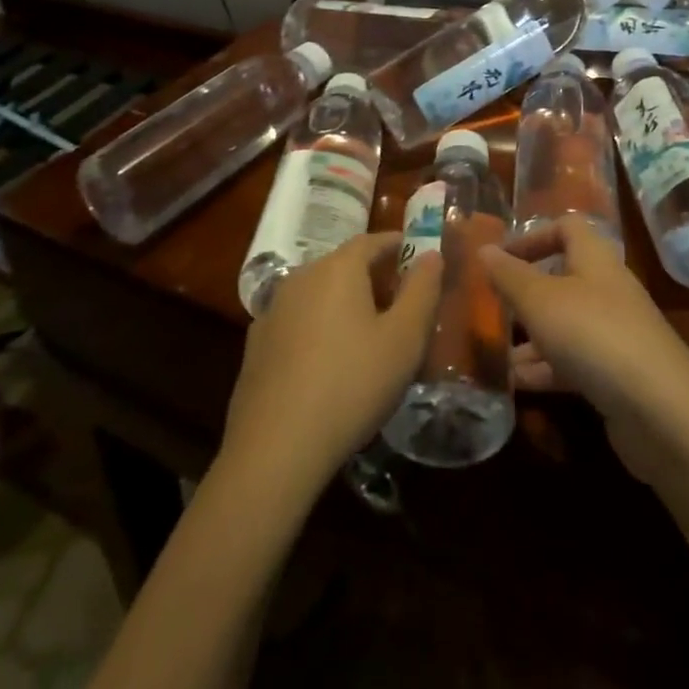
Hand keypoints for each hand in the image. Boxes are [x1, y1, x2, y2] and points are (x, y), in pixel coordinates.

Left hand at [219, 233, 441, 494]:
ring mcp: (274, 309)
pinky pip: (298, 321)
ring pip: (318, 292)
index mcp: (338, 268)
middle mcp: (302, 276)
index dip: (397, 245)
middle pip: (344, 264)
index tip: (417, 256)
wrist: (275, 448)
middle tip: (399, 299)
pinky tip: (327, 360)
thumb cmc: (352, 384)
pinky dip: (317, 327)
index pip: (373, 241)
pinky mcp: (257, 344)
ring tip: (366, 332)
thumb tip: (431, 254)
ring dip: (343, 302)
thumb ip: (423, 290)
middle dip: (373, 275)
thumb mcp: (404, 339)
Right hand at [478, 217, 688, 481]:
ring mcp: (614, 334)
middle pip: (562, 278)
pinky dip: (545, 369)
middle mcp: (607, 290)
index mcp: (595, 259)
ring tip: (491, 353)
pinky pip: (573, 362)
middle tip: (489, 308)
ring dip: (530, 337)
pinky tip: (514, 385)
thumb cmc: (593, 335)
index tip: (500, 257)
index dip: (533, 236)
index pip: (567, 228)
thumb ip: (509, 275)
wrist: (660, 410)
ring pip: (564, 324)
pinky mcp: (616, 375)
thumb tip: (483, 248)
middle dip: (525, 293)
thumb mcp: (540, 300)